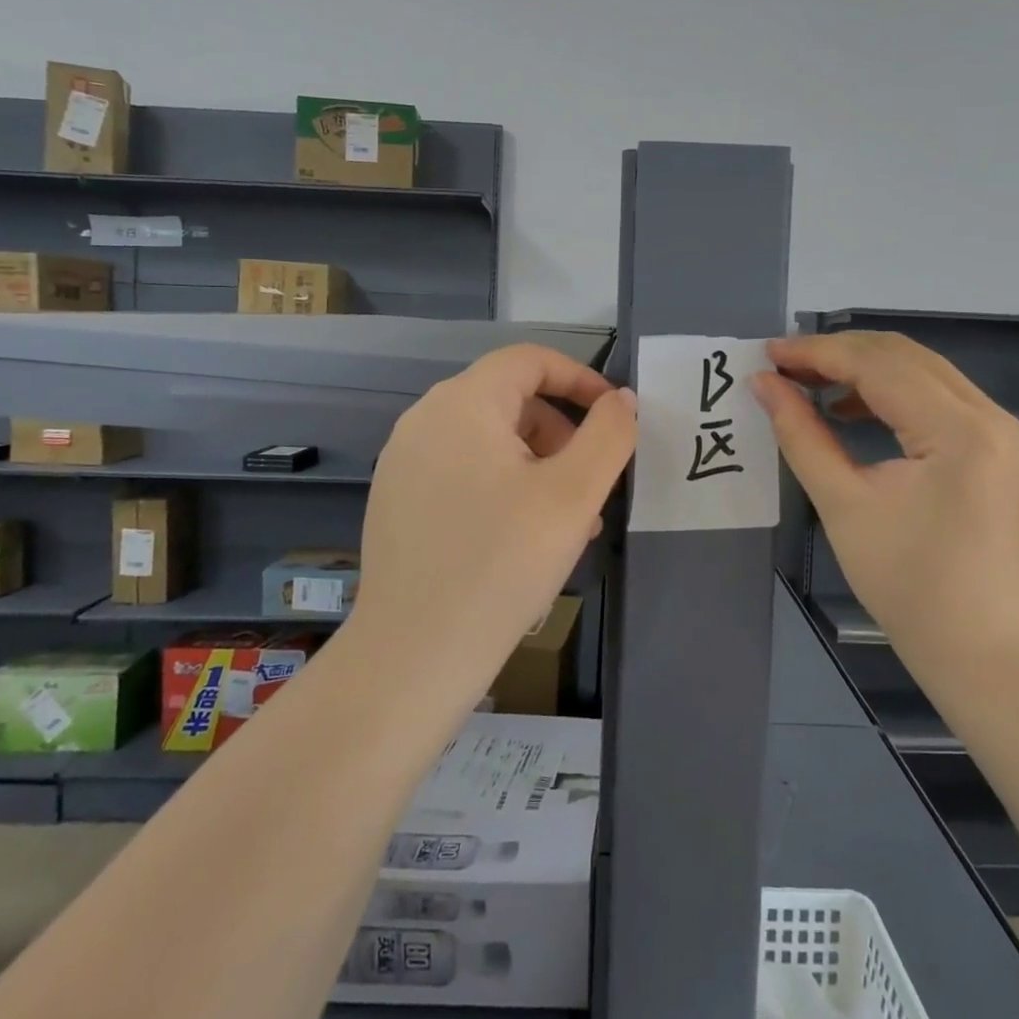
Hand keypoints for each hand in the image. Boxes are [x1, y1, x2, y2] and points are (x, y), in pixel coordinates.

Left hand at [353, 344, 636, 700]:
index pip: (530, 360)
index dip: (580, 379)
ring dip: (538, 466)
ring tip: (566, 523)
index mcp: (462, 404)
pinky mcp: (396, 501)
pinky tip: (522, 541)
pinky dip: (503, 487)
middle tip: (592, 487)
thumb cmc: (501, 564)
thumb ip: (608, 435)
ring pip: (489, 441)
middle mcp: (424, 420)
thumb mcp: (573, 495)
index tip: (615, 417)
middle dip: (562, 433)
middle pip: (510, 400)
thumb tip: (621, 400)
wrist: (413, 657)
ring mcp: (403, 462)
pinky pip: (463, 472)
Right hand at [751, 332, 1018, 656]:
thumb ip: (801, 434)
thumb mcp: (842, 503)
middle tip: (782, 364)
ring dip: (861, 368)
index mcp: (957, 429)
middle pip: (901, 355)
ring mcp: (995, 427)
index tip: (767, 353)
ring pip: (918, 369)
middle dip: (837, 353)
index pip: (877, 365)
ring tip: (807, 383)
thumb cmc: (906, 582)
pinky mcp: (991, 443)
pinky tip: (847, 408)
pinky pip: (932, 395)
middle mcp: (986, 414)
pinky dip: (887, 392)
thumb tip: (763, 383)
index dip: (817, 353)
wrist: (979, 644)